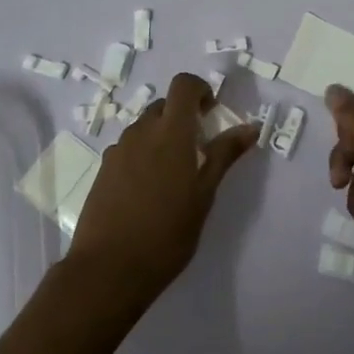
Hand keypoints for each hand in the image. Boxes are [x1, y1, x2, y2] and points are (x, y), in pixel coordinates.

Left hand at [66, 73, 257, 308]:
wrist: (109, 268)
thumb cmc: (167, 233)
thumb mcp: (204, 195)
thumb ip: (224, 155)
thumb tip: (250, 127)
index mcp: (170, 132)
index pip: (183, 84)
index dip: (199, 90)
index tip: (211, 113)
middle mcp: (141, 132)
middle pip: (164, 105)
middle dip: (183, 116)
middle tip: (198, 149)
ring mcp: (118, 150)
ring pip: (144, 127)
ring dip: (162, 136)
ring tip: (174, 175)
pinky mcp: (103, 170)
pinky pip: (129, 148)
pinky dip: (143, 155)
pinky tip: (148, 191)